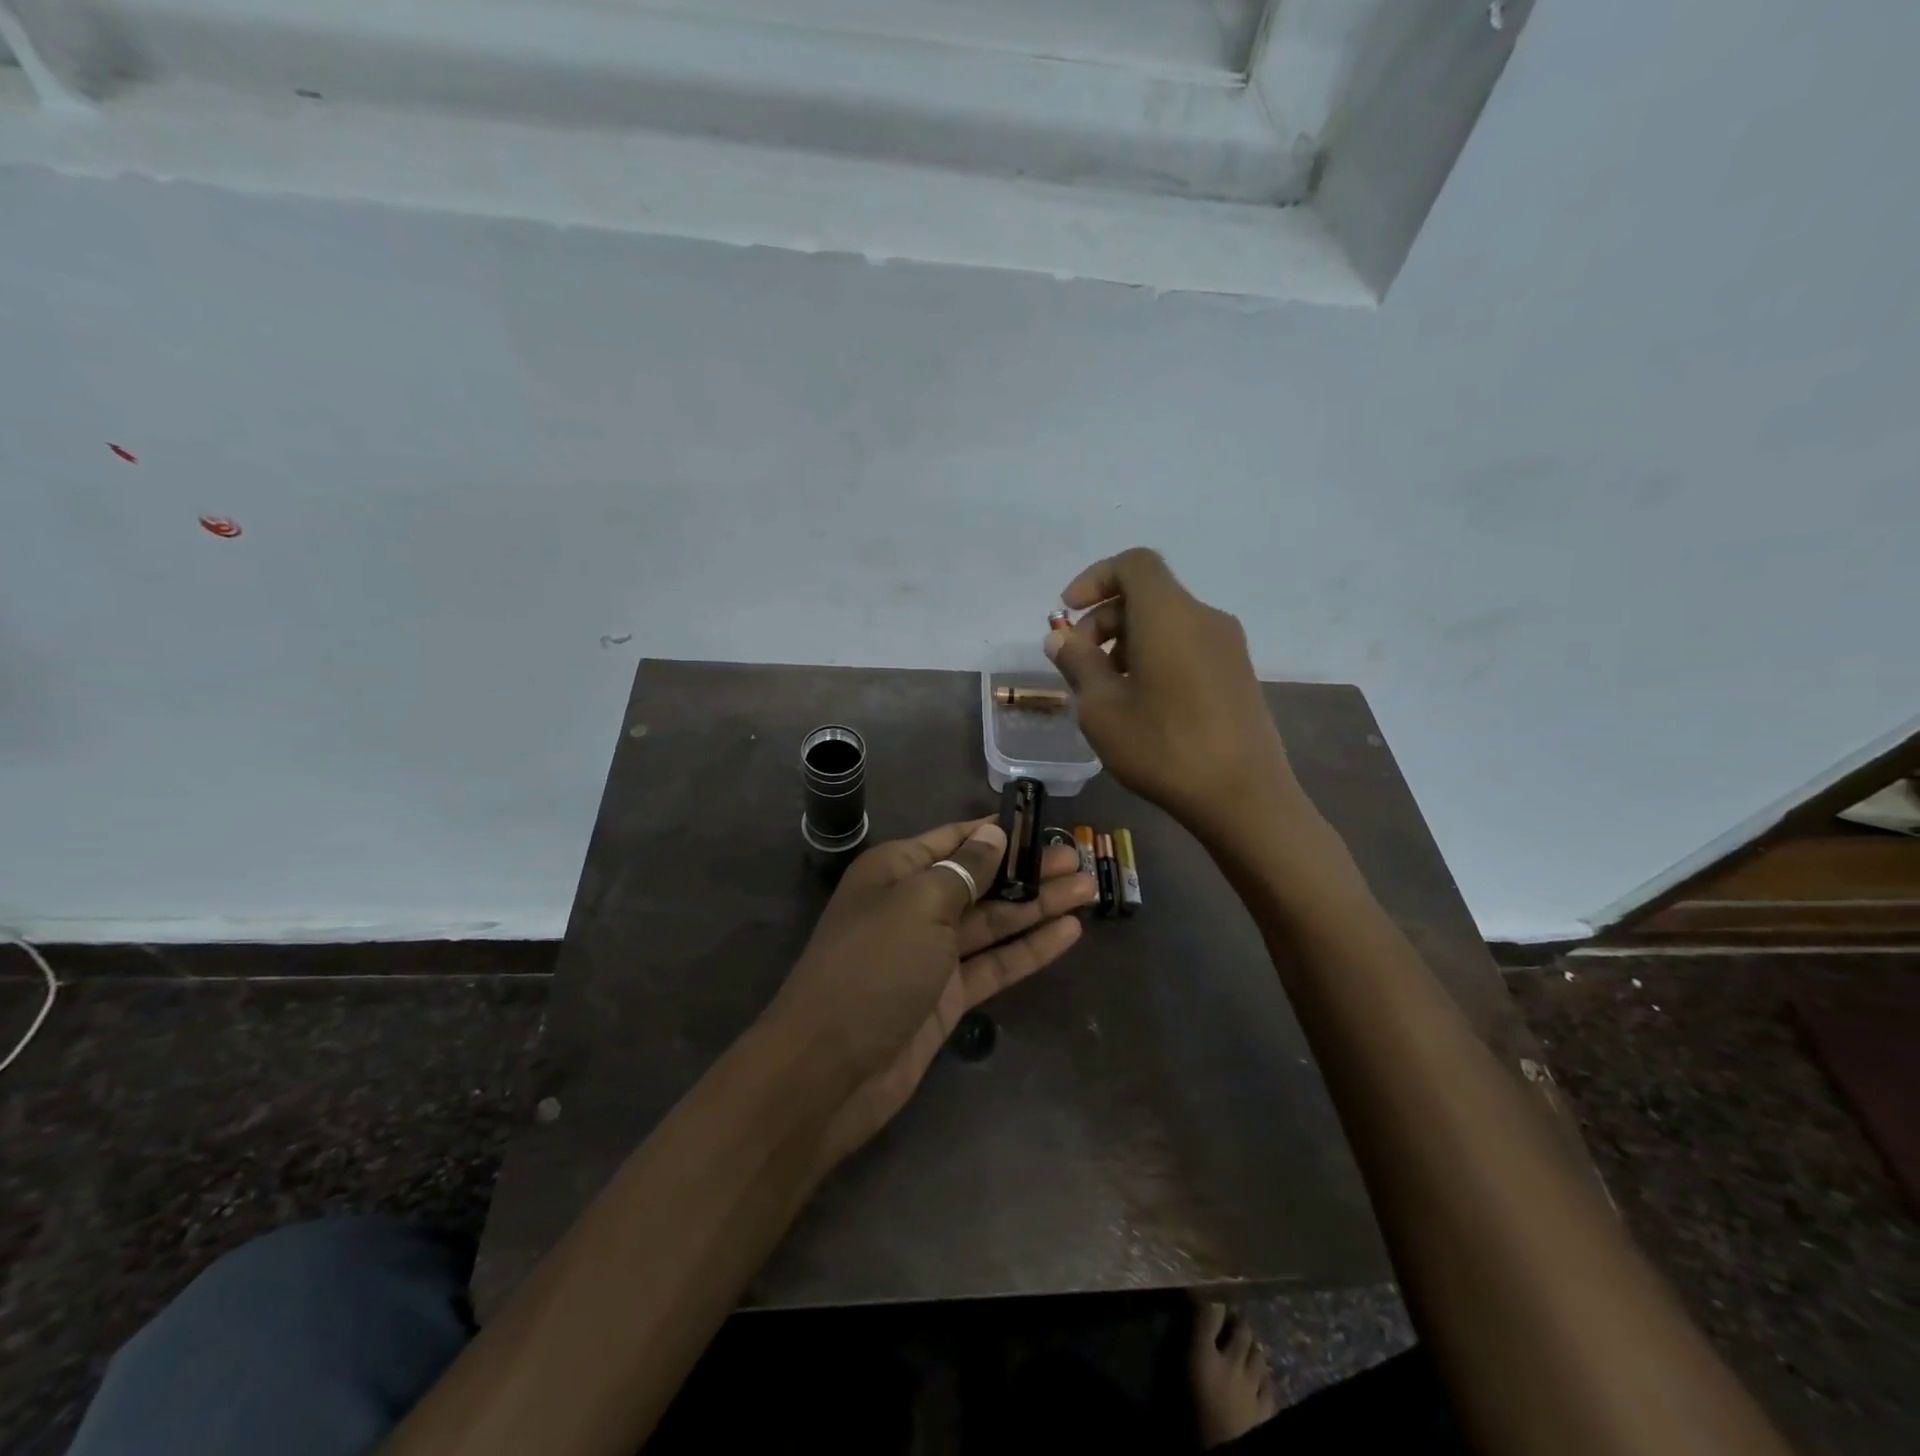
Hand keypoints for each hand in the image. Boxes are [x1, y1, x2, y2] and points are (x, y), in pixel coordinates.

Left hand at [769, 818, 1094, 1168]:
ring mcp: (933, 953)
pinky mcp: (948, 995)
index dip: (998, 832)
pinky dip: (1029, 948)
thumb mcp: (918, 905)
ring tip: (1088, 889)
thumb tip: (993, 835)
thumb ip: (963, 870)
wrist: (829, 1070)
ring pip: (994, 921)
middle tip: (1080, 860)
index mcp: (897, 871)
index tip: (1043, 823)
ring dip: (1038, 905)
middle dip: (1029, 869)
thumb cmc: (873, 967)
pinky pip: (995, 963)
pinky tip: (1069, 932)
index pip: (955, 839)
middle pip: (981, 880)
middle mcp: (915, 905)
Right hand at [1045, 548, 1306, 840]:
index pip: (1133, 564)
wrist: (1244, 796)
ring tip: (1108, 690)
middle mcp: (1204, 618)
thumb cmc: (1163, 748)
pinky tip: (1143, 703)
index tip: (1069, 613)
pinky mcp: (1238, 673)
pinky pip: (1188, 645)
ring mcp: (1227, 646)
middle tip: (1080, 664)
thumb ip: (1078, 664)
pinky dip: (1156, 656)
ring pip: (1167, 622)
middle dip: (1105, 619)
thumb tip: (1060, 638)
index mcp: (1169, 615)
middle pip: (1148, 594)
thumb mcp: (1102, 709)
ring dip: (1128, 642)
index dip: (1094, 578)